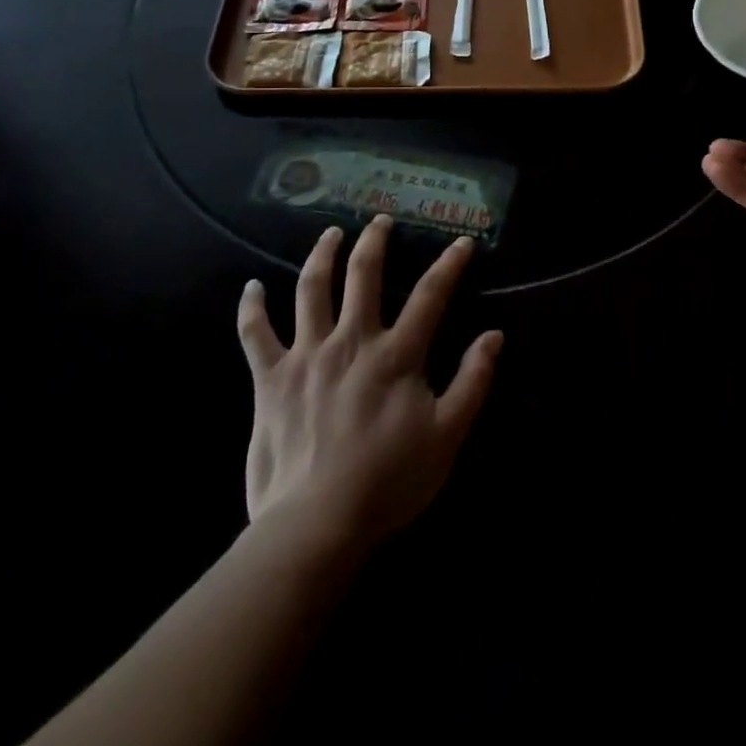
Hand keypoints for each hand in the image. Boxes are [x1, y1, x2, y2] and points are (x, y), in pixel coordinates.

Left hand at [237, 216, 502, 554]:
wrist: (316, 526)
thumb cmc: (388, 481)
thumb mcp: (448, 436)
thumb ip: (473, 381)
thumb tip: (494, 335)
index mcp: (396, 354)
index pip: (430, 295)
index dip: (449, 264)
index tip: (461, 241)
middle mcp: (351, 341)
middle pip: (363, 275)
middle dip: (374, 241)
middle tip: (379, 219)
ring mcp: (307, 356)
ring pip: (312, 290)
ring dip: (321, 256)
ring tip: (330, 234)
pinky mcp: (271, 380)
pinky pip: (255, 335)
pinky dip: (251, 308)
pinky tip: (251, 287)